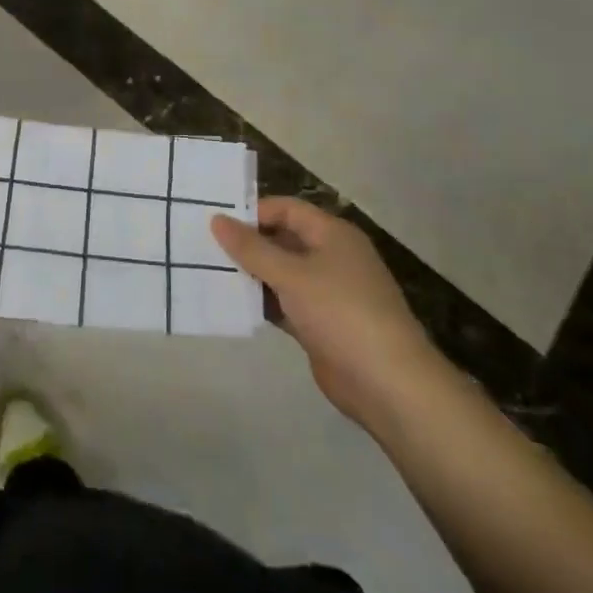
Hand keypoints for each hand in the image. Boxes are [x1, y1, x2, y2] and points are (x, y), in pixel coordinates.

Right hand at [211, 197, 442, 423]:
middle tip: (204, 246)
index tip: (216, 222)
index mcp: (332, 234)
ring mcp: (327, 292)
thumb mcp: (292, 275)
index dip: (253, 212)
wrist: (388, 383)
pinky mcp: (320, 324)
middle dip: (248, 244)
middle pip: (283, 239)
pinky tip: (232, 304)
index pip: (287, 209)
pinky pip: (285, 303)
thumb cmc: (341, 312)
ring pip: (281, 273)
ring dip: (252, 274)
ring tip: (209, 272)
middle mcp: (331, 257)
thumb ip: (252, 248)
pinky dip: (263, 302)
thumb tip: (217, 219)